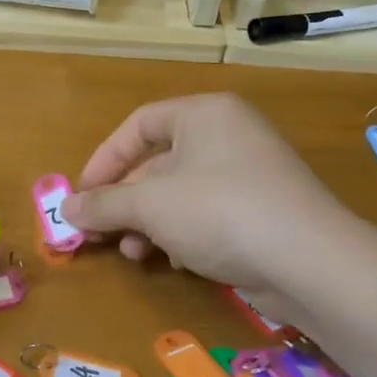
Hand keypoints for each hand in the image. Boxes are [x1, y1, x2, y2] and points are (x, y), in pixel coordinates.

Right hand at [63, 94, 346, 294]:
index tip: (81, 196)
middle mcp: (228, 135)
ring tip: (135, 255)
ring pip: (180, 194)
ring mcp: (249, 174)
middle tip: (100, 235)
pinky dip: (183, 235)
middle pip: (157, 163)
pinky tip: (178, 262)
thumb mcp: (150, 205)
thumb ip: (103, 204)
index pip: (138, 126)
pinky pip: (207, 215)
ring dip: (149, 225)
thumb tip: (67, 210)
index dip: (103, 160)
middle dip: (125, 202)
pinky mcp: (262, 211)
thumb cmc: (220, 212)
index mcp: (204, 114)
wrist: (309, 261)